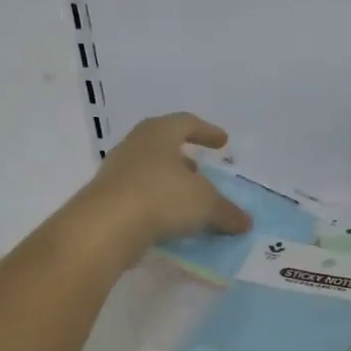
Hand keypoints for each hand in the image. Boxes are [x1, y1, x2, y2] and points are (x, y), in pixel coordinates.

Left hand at [74, 112, 250, 257]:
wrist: (105, 228)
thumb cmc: (161, 197)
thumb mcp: (205, 204)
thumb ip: (227, 212)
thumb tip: (245, 222)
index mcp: (159, 134)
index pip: (186, 123)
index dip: (207, 131)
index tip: (222, 142)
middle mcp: (135, 146)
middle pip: (163, 145)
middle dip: (185, 158)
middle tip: (202, 170)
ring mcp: (116, 173)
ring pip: (149, 171)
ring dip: (170, 183)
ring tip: (188, 199)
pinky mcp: (107, 200)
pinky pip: (139, 196)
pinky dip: (157, 204)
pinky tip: (169, 221)